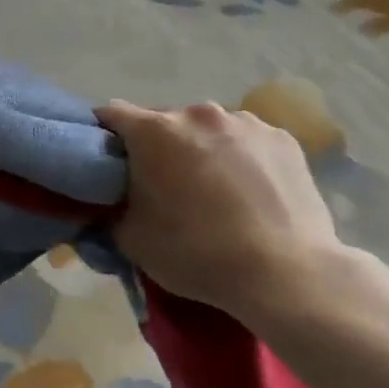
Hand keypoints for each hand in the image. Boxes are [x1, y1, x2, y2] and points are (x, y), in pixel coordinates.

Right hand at [96, 100, 343, 321]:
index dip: (104, 137)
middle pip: (162, 121)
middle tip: (161, 187)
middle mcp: (198, 114)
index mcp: (154, 131)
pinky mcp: (283, 139)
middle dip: (156, 147)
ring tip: (212, 192)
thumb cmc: (196, 253)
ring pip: (207, 130)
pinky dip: (239, 159)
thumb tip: (110, 203)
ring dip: (199, 150)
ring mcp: (246, 122)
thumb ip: (110, 210)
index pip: (111, 115)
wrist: (285, 274)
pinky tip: (248, 194)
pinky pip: (245, 141)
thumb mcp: (130, 239)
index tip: (107, 164)